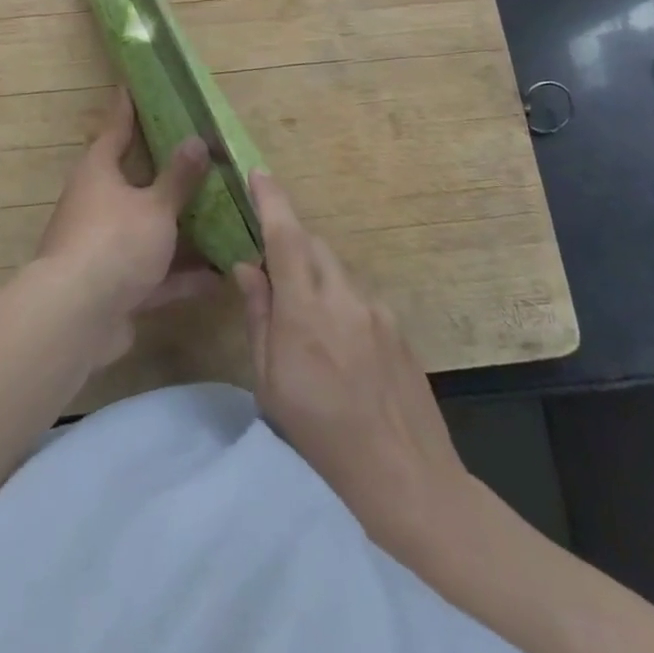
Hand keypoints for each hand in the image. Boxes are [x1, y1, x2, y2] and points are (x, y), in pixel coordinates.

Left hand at [35, 87, 215, 365]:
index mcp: (99, 173)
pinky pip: (156, 273)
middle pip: (135, 181)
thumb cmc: (115, 242)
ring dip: (180, 229)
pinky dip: (183, 275)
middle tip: (198, 155)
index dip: (127, 109)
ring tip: (220, 217)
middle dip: (165, 174)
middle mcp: (97, 204)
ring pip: (148, 229)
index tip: (132, 86)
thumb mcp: (155, 206)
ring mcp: (104, 247)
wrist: (77, 317)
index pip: (115, 130)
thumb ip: (178, 178)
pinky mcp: (116, 286)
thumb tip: (196, 140)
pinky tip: (219, 277)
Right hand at [233, 170, 469, 547]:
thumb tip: (246, 267)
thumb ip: (259, 316)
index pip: (285, 237)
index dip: (271, 199)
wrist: (407, 479)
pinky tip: (339, 346)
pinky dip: (339, 301)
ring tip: (304, 320)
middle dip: (289, 242)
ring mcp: (377, 311)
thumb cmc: (321, 438)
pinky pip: (359, 296)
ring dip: (314, 275)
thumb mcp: (270, 384)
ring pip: (337, 270)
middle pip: (313, 246)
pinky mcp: (399, 328)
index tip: (258, 172)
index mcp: (306, 310)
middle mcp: (345, 297)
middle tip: (269, 267)